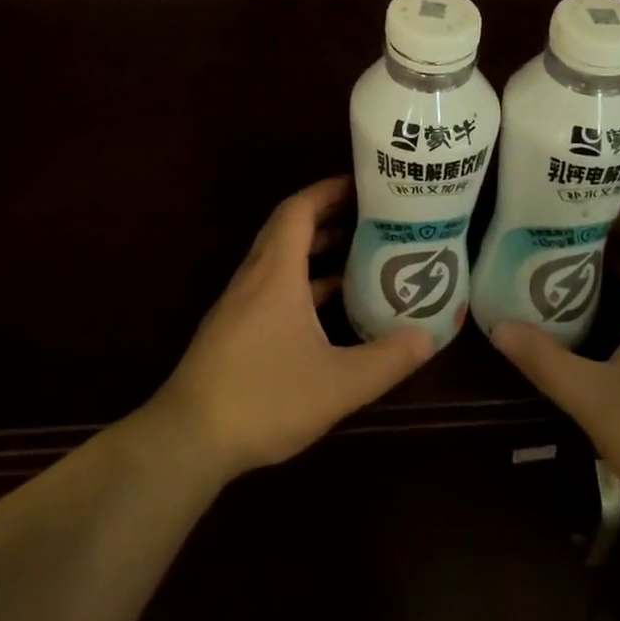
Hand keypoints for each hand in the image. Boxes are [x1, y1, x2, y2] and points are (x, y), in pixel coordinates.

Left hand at [146, 176, 435, 480]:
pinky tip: (329, 303)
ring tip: (358, 249)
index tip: (363, 184)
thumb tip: (429, 335)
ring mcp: (242, 300)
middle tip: (370, 213)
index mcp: (276, 271)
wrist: (190, 436)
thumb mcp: (337, 384)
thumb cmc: (264, 398)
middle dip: (328, 213)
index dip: (329, 189)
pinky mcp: (236, 325)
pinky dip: (302, 278)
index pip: (300, 209)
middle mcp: (256, 275)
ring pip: (281, 255)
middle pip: (290, 226)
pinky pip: (274, 282)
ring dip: (315, 246)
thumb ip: (386, 360)